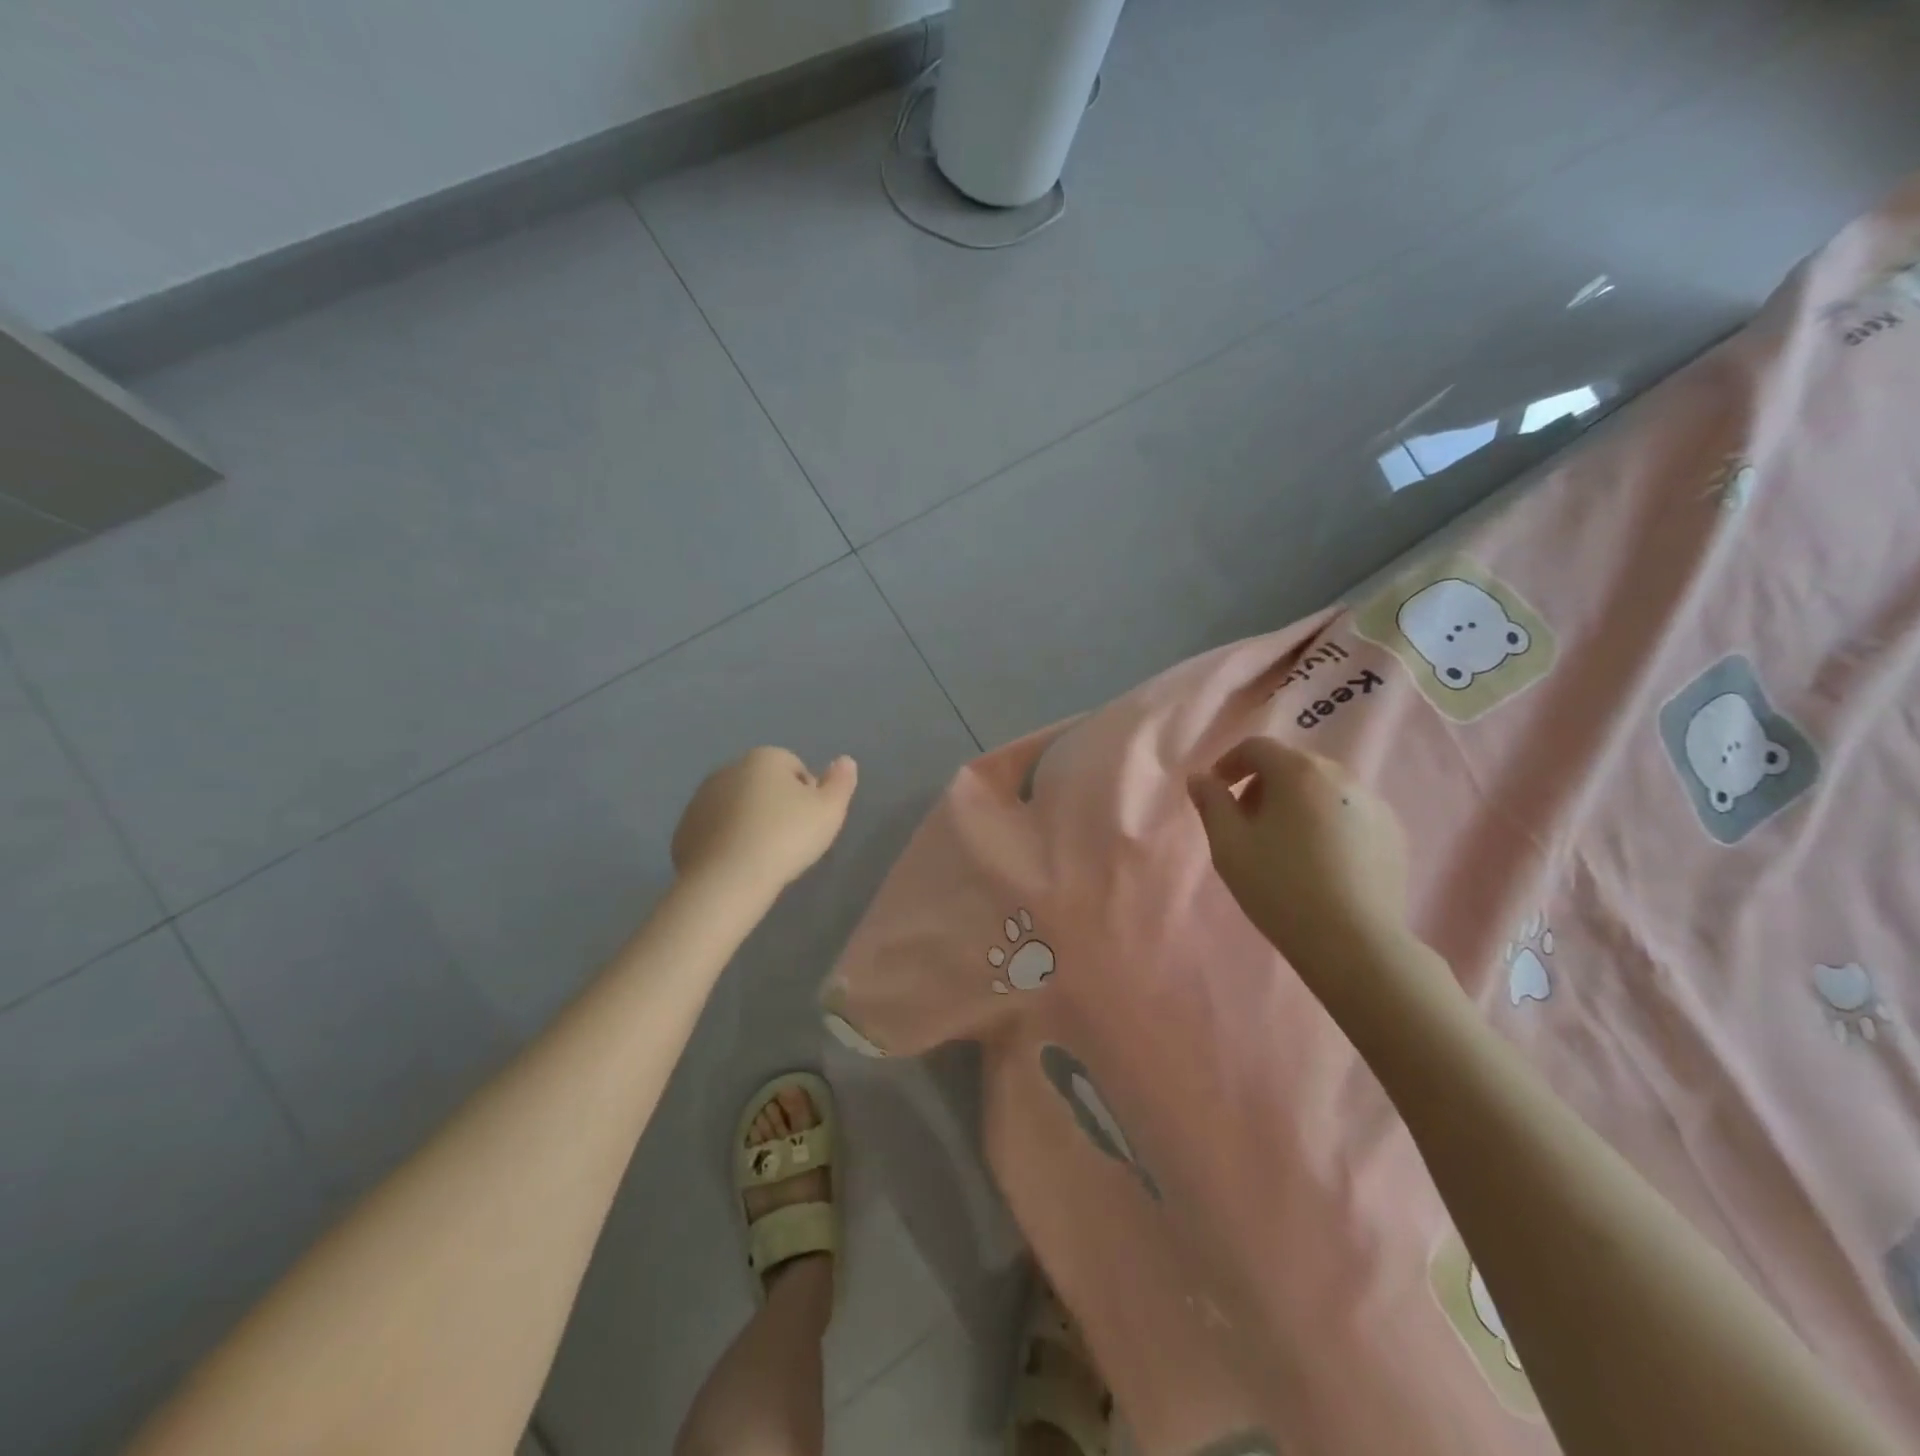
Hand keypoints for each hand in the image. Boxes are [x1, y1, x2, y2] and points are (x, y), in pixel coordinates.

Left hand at [672, 747, 857, 897]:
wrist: (728, 878)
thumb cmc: (786, 838)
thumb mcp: (829, 811)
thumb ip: (841, 782)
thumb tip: (845, 760)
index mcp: (765, 758)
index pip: (796, 768)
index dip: (808, 796)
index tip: (810, 824)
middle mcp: (729, 769)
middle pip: (764, 785)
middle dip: (776, 806)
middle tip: (789, 840)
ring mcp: (701, 798)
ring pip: (737, 806)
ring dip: (750, 822)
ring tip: (764, 855)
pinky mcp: (685, 828)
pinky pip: (716, 830)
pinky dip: (727, 841)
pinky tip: (739, 864)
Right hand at [1187, 738, 1416, 987]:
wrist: (1354, 942)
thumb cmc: (1279, 887)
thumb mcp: (1228, 845)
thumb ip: (1211, 803)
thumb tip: (1200, 778)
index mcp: (1297, 771)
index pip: (1256, 747)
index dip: (1229, 763)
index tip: (1216, 791)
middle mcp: (1340, 776)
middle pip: (1291, 764)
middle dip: (1262, 784)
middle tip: (1245, 821)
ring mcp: (1374, 804)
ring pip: (1322, 788)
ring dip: (1295, 803)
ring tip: (1283, 844)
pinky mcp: (1393, 833)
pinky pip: (1349, 813)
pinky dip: (1326, 822)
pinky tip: (1319, 862)